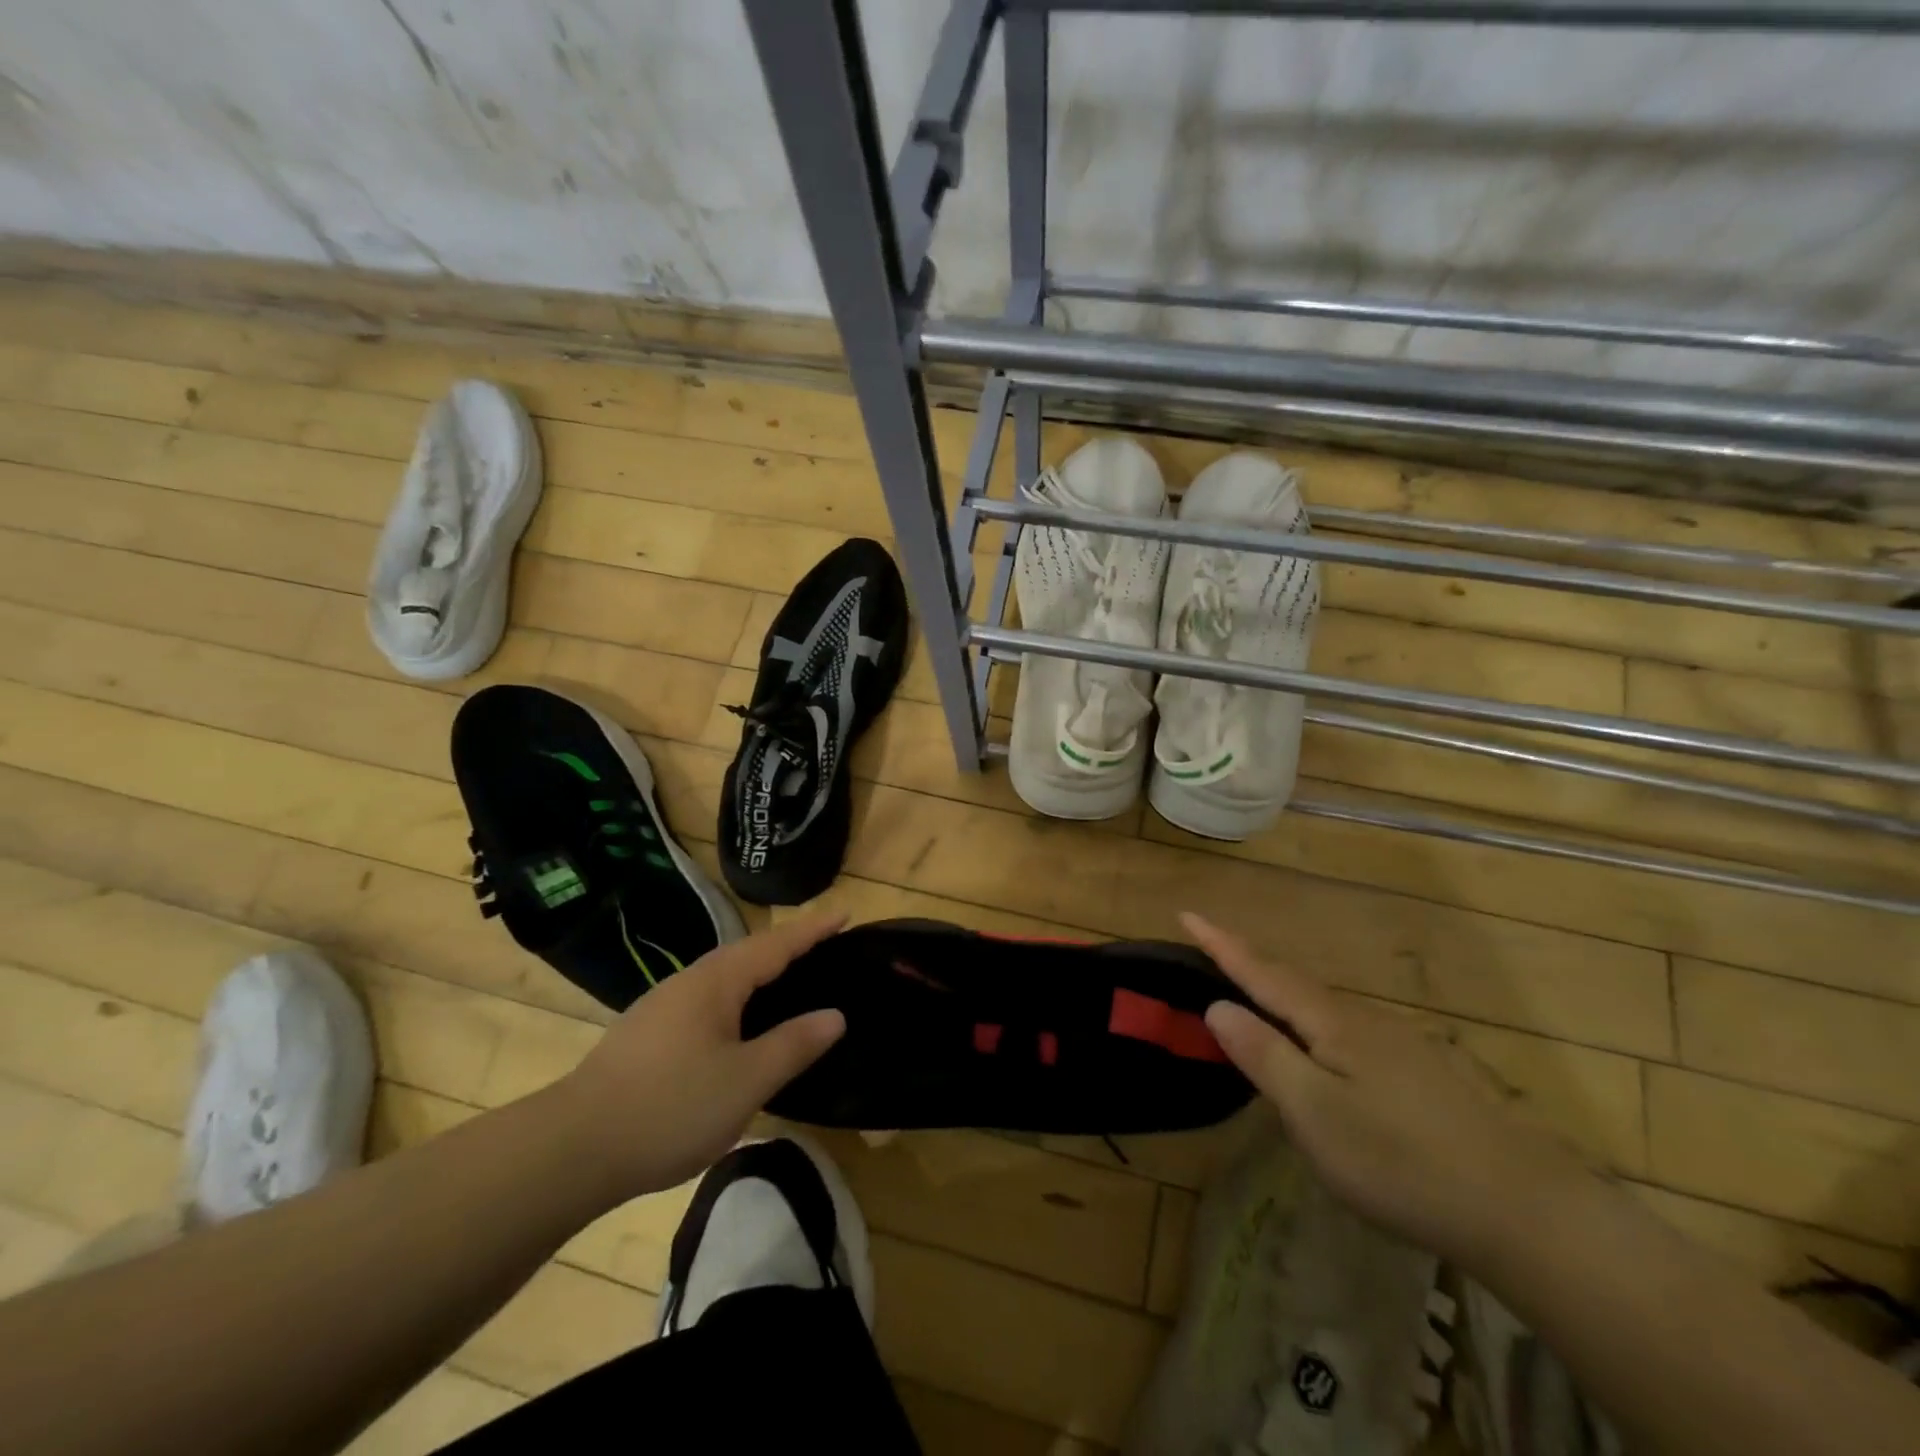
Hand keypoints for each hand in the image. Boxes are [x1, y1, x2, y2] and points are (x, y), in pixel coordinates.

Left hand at [555, 914, 847, 1200]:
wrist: (571, 1148)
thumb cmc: (670, 1107)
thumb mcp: (746, 1081)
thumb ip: (793, 1044)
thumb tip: (835, 1015)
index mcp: (717, 982)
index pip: (776, 945)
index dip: (812, 930)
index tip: (844, 913)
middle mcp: (689, 982)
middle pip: (748, 953)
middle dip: (787, 946)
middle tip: (825, 945)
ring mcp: (663, 1006)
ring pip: (724, 978)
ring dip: (760, 972)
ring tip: (789, 981)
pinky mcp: (648, 1034)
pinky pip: (708, 1000)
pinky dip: (738, 999)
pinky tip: (739, 1026)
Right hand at [1187, 912, 1589, 1267]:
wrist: (1524, 1211)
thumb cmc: (1401, 1160)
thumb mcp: (1315, 1113)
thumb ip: (1264, 1055)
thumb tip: (1217, 1004)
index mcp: (1330, 1022)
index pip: (1262, 972)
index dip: (1221, 944)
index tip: (1187, 914)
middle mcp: (1361, 1019)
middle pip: (1290, 981)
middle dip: (1246, 963)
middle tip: (1209, 951)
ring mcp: (1394, 1044)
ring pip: (1319, 1006)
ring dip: (1277, 992)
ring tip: (1249, 993)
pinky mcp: (1415, 1073)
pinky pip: (1341, 1030)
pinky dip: (1308, 1022)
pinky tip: (1314, 1048)